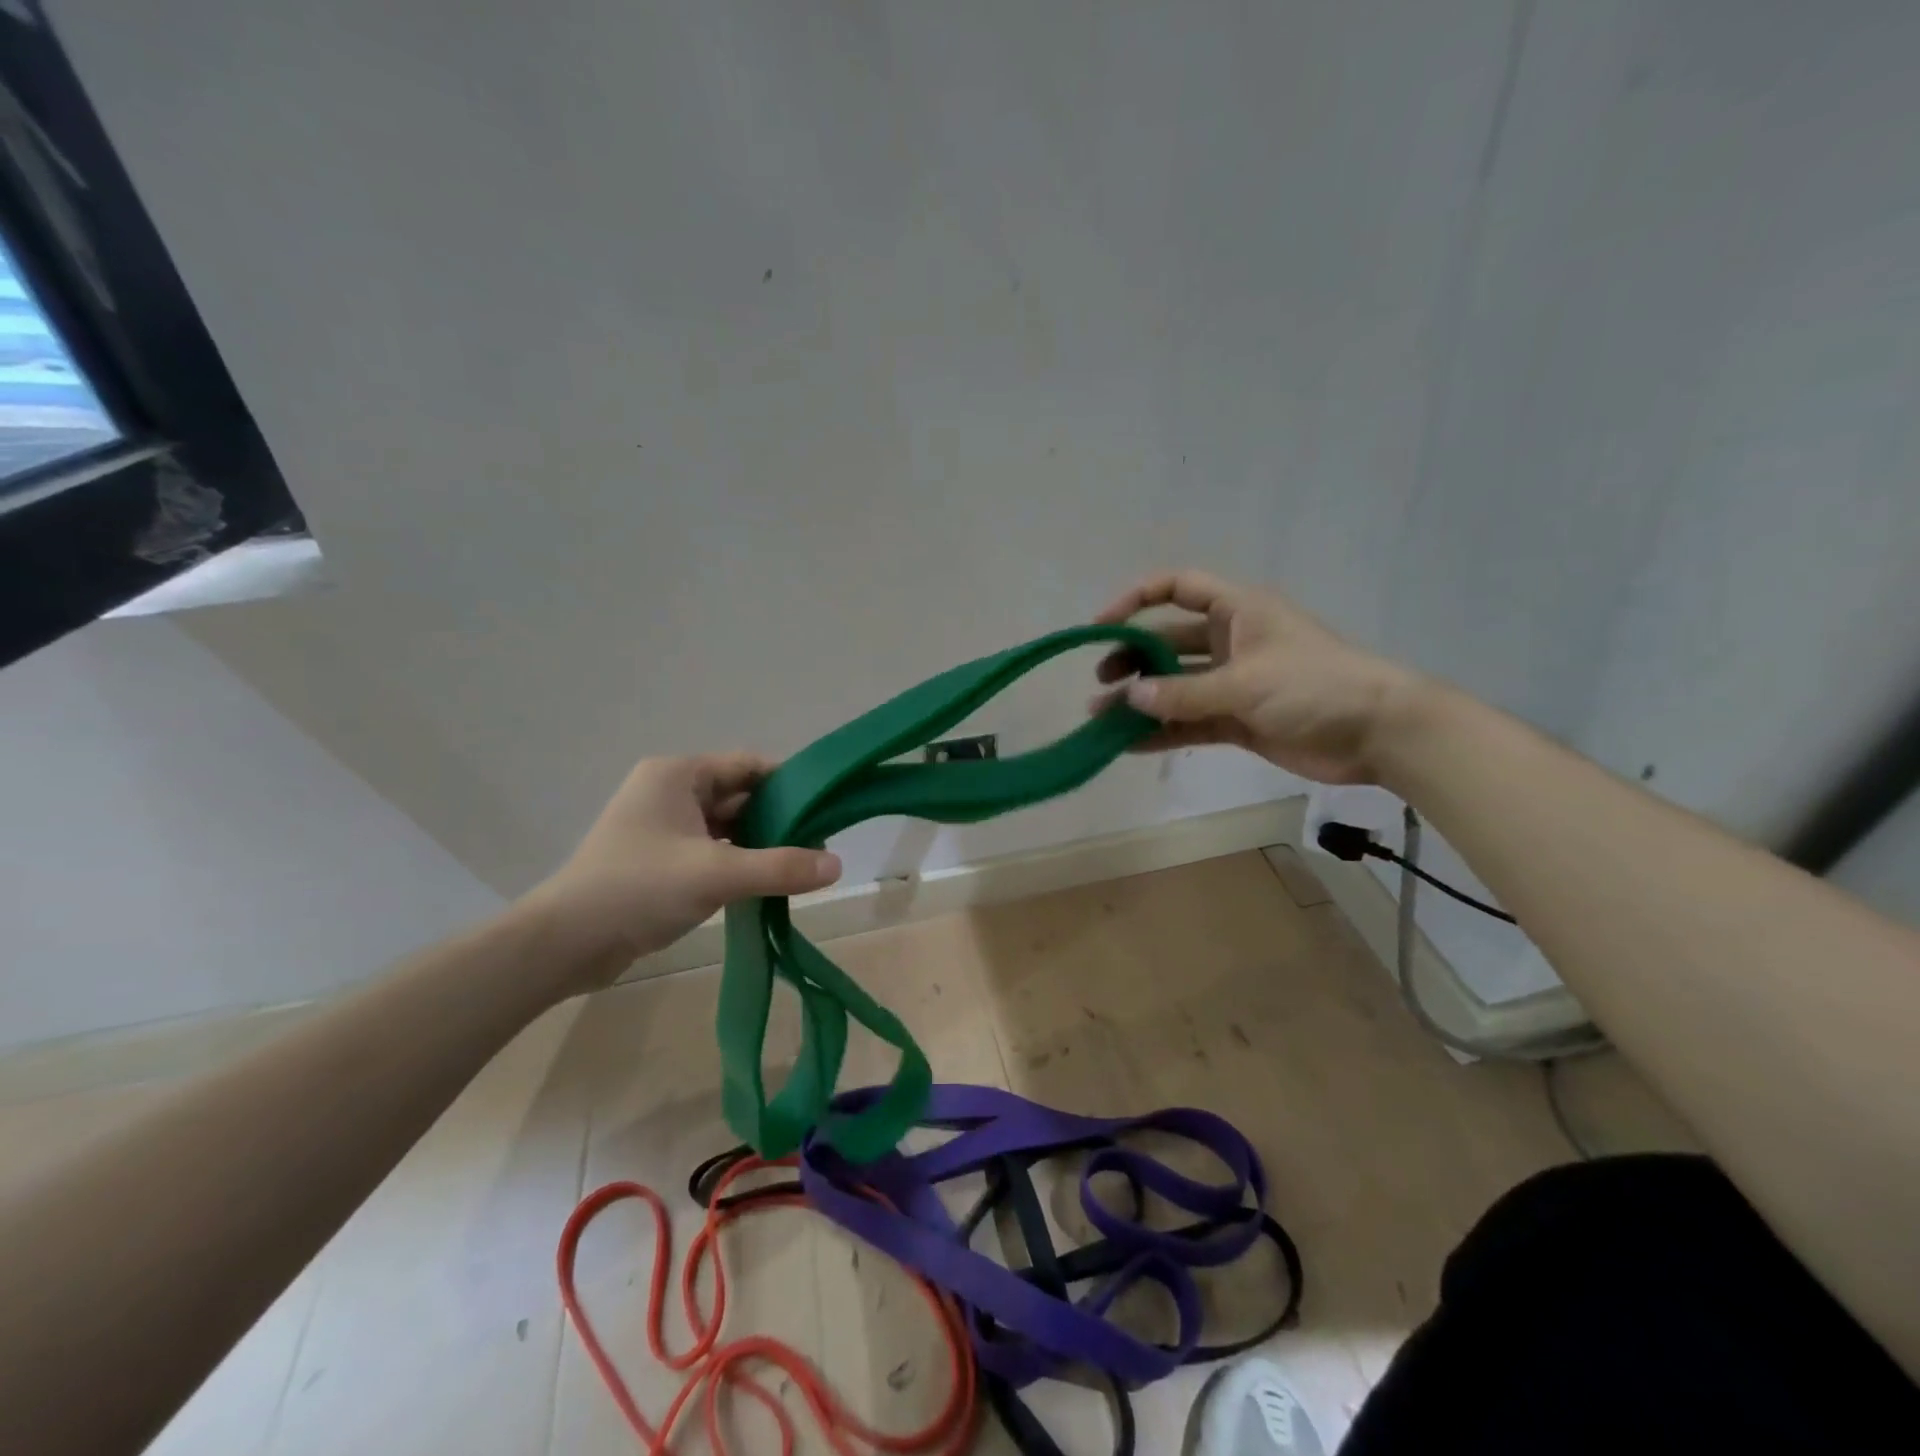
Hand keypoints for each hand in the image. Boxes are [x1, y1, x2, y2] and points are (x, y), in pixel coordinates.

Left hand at [522, 753, 839, 993]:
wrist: (563, 944)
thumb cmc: (637, 889)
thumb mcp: (716, 874)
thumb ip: (780, 867)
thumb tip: (838, 864)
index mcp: (678, 775)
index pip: (748, 766)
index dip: (789, 784)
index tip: (824, 809)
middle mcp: (670, 792)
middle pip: (740, 796)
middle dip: (778, 820)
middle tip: (818, 846)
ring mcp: (663, 828)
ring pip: (728, 827)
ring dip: (760, 845)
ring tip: (799, 867)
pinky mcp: (659, 860)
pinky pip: (712, 851)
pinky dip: (738, 863)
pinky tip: (765, 884)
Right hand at [1092, 569, 1421, 784]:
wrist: (1379, 733)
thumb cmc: (1316, 686)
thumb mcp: (1245, 683)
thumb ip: (1183, 693)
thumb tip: (1130, 698)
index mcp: (1237, 611)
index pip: (1177, 588)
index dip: (1135, 600)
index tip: (1100, 626)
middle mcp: (1230, 641)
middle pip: (1167, 641)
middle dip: (1132, 659)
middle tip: (1101, 683)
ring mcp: (1232, 683)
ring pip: (1174, 686)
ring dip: (1141, 701)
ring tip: (1101, 718)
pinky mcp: (1238, 720)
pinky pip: (1189, 721)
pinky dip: (1162, 731)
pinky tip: (1129, 745)